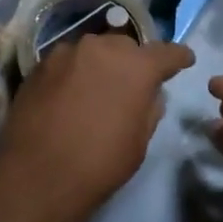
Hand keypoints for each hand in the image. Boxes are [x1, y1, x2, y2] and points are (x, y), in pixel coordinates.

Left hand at [0, 35, 195, 220]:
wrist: (37, 175)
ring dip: (100, 65)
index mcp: (135, 66)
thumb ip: (149, 108)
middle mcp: (101, 47)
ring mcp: (67, 52)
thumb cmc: (99, 164)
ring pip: (93, 51)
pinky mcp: (40, 63)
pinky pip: (67, 62)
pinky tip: (69, 96)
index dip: (178, 57)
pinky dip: (74, 73)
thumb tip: (149, 92)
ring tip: (96, 90)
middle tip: (132, 84)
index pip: (166, 52)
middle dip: (133, 61)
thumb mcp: (139, 141)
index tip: (184, 61)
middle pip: (126, 46)